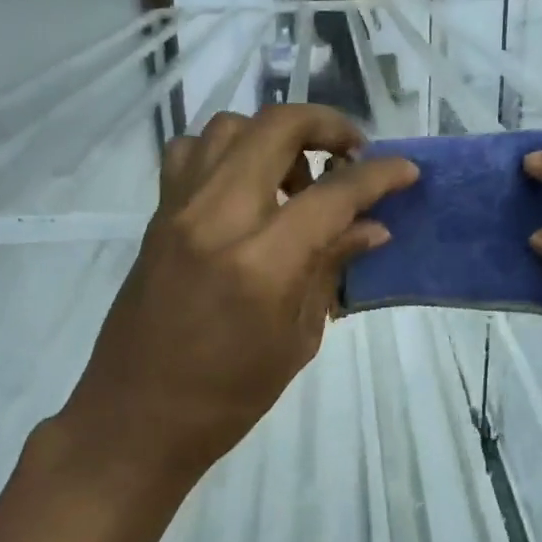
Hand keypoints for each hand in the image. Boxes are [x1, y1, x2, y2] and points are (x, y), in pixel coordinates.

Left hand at [57, 105, 417, 499]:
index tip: (405, 171)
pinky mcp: (156, 217)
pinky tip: (243, 189)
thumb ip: (330, 270)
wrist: (136, 417)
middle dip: (326, 125)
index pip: (332, 194)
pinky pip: (190, 153)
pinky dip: (225, 152)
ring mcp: (178, 211)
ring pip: (229, 127)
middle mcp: (216, 218)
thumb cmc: (228, 397)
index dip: (379, 176)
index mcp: (261, 263)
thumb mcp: (296, 340)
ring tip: (294, 178)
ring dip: (273, 136)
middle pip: (275, 127)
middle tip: (351, 151)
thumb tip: (372, 228)